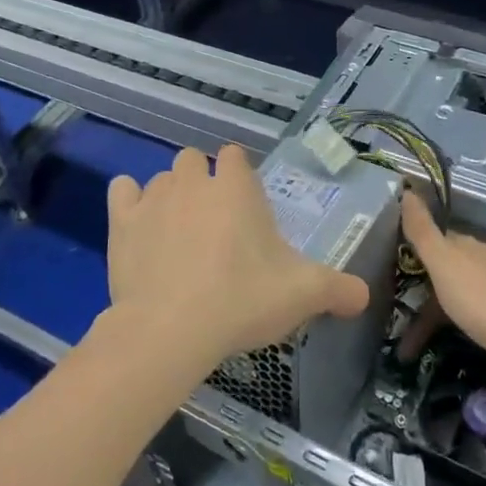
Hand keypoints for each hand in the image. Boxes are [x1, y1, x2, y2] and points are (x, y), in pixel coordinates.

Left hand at [104, 145, 368, 370]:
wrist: (170, 329)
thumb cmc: (241, 300)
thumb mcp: (301, 295)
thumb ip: (337, 289)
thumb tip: (363, 296)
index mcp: (235, 187)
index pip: (235, 156)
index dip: (239, 176)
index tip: (245, 208)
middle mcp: (192, 181)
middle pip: (193, 161)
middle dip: (202, 182)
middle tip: (213, 226)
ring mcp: (153, 197)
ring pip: (161, 178)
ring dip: (169, 196)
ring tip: (178, 236)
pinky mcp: (122, 220)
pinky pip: (123, 191)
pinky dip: (130, 203)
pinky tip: (140, 228)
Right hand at [399, 192, 485, 369]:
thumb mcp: (446, 267)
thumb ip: (423, 233)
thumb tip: (406, 191)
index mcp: (467, 245)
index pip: (437, 241)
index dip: (419, 256)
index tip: (402, 279)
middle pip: (458, 265)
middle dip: (440, 286)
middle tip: (420, 321)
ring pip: (479, 283)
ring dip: (462, 302)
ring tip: (449, 332)